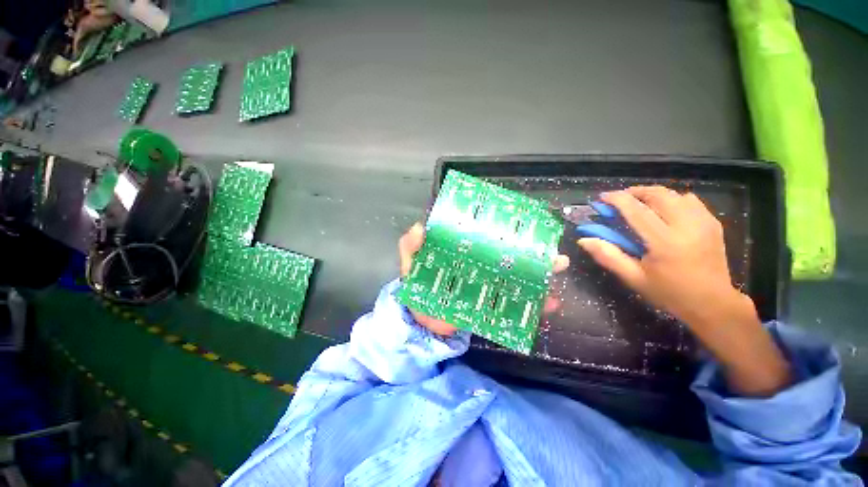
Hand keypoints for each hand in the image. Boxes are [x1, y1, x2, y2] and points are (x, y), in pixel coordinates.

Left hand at [399, 223, 569, 335]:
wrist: (420, 318)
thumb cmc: (417, 283)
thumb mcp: (411, 261)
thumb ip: (411, 245)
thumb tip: (420, 227)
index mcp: (465, 252)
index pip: (488, 238)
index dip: (506, 231)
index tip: (527, 226)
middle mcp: (480, 265)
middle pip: (510, 258)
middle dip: (534, 255)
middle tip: (554, 254)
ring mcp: (486, 286)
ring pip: (518, 279)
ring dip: (540, 277)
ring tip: (557, 272)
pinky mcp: (488, 305)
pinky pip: (514, 305)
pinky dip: (532, 306)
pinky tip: (551, 305)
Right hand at [577, 186, 741, 326]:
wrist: (713, 304)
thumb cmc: (669, 293)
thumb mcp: (633, 278)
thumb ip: (607, 256)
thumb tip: (583, 240)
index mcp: (664, 242)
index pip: (636, 210)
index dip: (616, 200)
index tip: (602, 198)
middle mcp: (686, 226)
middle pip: (658, 195)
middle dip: (635, 192)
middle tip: (620, 199)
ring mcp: (704, 222)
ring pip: (675, 194)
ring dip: (653, 195)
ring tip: (640, 204)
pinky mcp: (713, 223)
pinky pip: (690, 200)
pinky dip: (673, 200)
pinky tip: (664, 211)